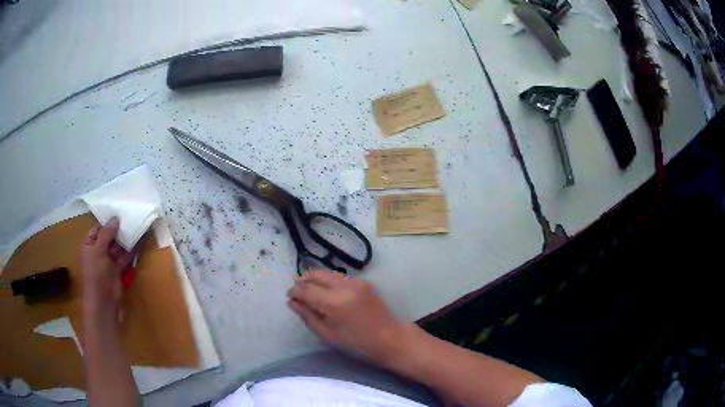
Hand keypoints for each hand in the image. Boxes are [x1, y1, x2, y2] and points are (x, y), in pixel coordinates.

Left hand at [80, 217, 132, 321]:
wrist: (103, 302)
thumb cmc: (95, 274)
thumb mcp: (98, 250)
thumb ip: (107, 234)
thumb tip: (115, 218)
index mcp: (89, 246)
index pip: (97, 230)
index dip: (107, 222)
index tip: (118, 213)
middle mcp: (98, 252)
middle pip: (109, 238)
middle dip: (118, 230)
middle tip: (131, 217)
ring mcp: (109, 262)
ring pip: (118, 248)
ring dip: (126, 240)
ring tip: (137, 226)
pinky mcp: (118, 271)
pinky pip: (125, 258)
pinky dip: (131, 251)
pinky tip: (139, 242)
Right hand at [287, 271, 418, 365]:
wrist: (389, 338)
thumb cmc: (356, 342)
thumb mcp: (327, 334)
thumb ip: (307, 315)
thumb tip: (292, 302)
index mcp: (332, 302)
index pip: (305, 288)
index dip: (294, 291)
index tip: (289, 296)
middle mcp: (343, 286)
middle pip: (315, 274)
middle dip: (303, 280)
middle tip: (297, 292)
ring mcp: (355, 281)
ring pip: (328, 273)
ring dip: (315, 279)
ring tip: (310, 291)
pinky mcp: (364, 282)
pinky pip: (340, 277)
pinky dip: (329, 281)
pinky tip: (327, 292)